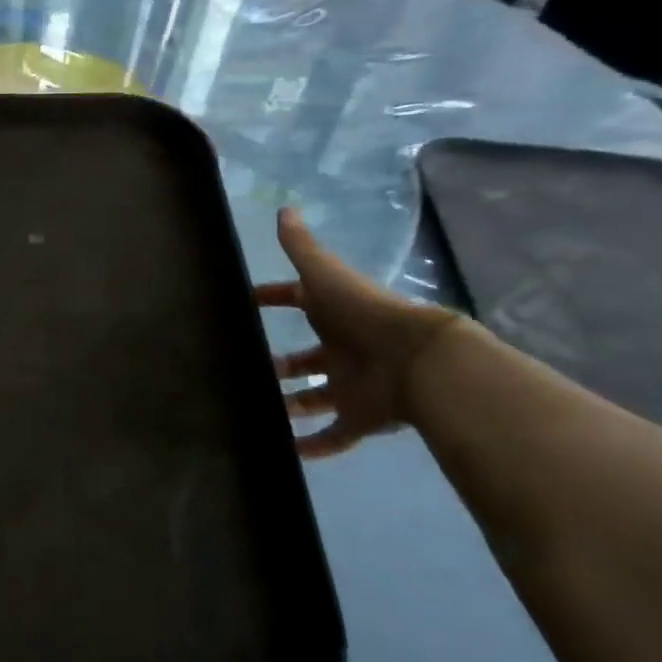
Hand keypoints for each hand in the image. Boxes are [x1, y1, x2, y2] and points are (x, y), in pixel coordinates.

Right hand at [256, 207, 459, 458]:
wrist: (416, 360)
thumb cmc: (362, 313)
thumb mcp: (324, 274)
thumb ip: (301, 247)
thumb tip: (284, 209)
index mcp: (333, 313)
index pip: (297, 301)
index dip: (272, 298)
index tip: (244, 303)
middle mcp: (341, 349)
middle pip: (306, 358)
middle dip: (280, 363)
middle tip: (247, 368)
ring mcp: (350, 386)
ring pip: (314, 398)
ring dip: (290, 405)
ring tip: (256, 410)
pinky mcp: (359, 419)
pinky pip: (333, 436)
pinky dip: (312, 446)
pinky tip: (286, 452)